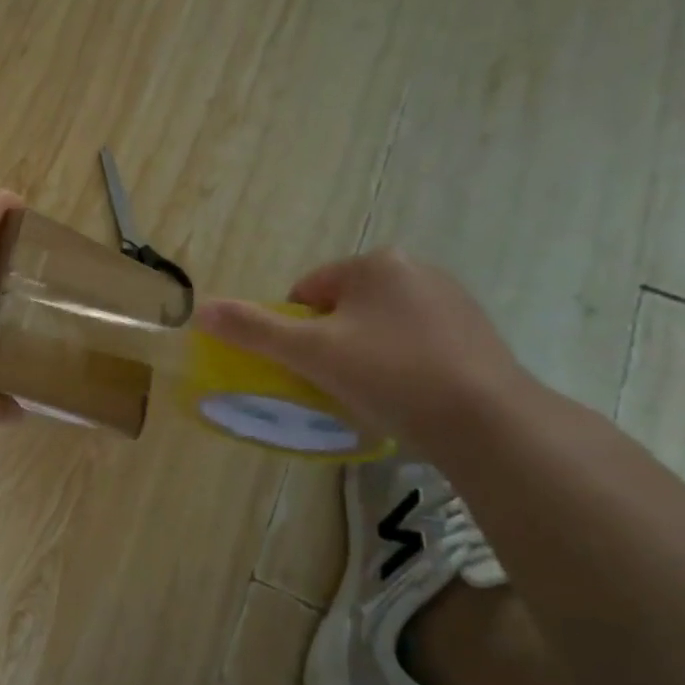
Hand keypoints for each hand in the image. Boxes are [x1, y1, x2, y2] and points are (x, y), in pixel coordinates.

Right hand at [194, 249, 536, 454]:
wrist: (486, 421)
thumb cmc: (388, 375)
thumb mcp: (309, 352)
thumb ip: (252, 329)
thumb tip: (199, 309)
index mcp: (375, 264)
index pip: (306, 292)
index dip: (296, 332)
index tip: (309, 367)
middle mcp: (416, 269)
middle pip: (341, 308)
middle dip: (330, 342)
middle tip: (336, 382)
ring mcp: (451, 300)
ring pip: (377, 326)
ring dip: (362, 353)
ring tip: (372, 392)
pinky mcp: (475, 332)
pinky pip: (413, 342)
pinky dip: (399, 364)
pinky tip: (406, 394)